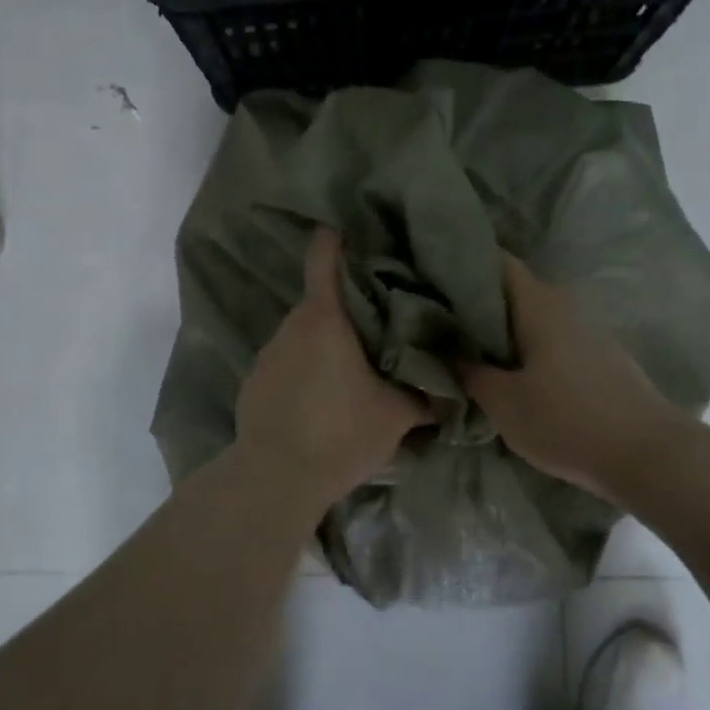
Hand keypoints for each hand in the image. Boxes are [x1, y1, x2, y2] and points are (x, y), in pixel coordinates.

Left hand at [234, 227, 428, 505]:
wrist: (276, 478)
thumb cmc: (341, 432)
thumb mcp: (397, 414)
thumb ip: (426, 393)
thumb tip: (455, 385)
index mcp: (325, 318)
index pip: (324, 256)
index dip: (338, 238)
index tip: (356, 231)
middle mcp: (290, 325)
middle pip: (321, 299)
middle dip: (348, 304)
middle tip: (381, 317)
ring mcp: (267, 354)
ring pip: (304, 333)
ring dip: (326, 340)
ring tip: (353, 363)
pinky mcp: (254, 382)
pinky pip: (287, 361)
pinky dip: (305, 367)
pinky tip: (322, 397)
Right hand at [458, 253, 681, 500]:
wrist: (648, 455)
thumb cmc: (567, 420)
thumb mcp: (503, 402)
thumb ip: (468, 373)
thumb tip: (445, 352)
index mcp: (538, 302)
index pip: (495, 260)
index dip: (462, 262)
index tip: (429, 275)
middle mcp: (563, 304)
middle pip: (511, 288)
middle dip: (475, 299)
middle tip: (437, 316)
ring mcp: (585, 328)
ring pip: (531, 314)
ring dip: (500, 325)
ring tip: (464, 342)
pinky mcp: (597, 355)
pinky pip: (549, 335)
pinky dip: (524, 343)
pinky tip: (506, 367)